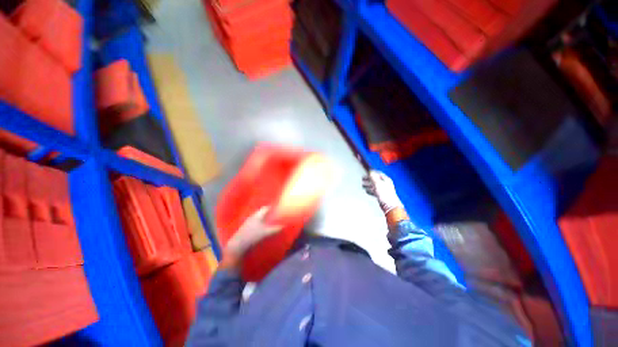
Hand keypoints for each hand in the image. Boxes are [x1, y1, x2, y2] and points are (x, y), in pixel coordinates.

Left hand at [225, 207, 281, 258]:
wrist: (237, 245)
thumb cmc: (253, 236)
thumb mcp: (266, 232)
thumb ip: (276, 229)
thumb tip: (284, 225)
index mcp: (257, 215)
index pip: (265, 208)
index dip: (271, 207)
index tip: (276, 207)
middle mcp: (252, 217)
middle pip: (261, 212)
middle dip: (267, 212)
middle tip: (274, 214)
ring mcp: (247, 222)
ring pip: (257, 217)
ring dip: (263, 218)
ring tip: (269, 220)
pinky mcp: (245, 228)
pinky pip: (254, 222)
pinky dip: (259, 223)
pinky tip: (261, 227)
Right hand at [362, 170, 403, 213]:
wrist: (390, 205)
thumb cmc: (385, 194)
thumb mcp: (377, 183)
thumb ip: (373, 177)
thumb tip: (370, 171)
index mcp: (386, 179)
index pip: (378, 173)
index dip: (372, 172)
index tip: (366, 171)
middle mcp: (385, 184)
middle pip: (375, 179)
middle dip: (368, 179)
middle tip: (363, 179)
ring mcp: (384, 190)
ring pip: (374, 185)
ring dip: (368, 185)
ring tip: (363, 185)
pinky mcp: (382, 195)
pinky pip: (375, 191)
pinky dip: (370, 190)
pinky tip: (367, 191)